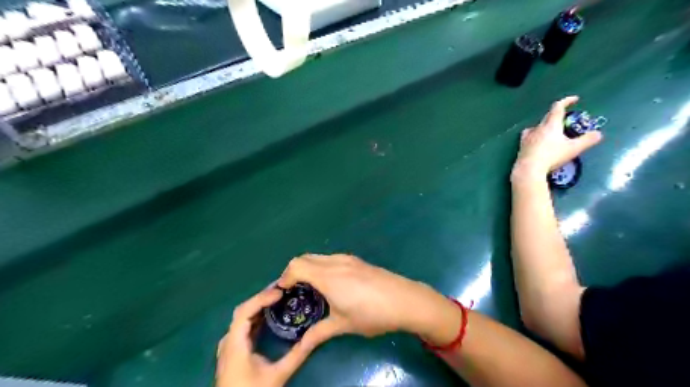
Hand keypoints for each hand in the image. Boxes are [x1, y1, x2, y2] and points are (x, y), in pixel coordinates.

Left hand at [215, 287, 337, 386]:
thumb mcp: (277, 375)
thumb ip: (297, 355)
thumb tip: (315, 336)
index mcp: (235, 344)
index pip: (244, 311)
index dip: (262, 298)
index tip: (281, 292)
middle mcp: (229, 340)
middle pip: (243, 310)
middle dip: (263, 297)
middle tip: (283, 289)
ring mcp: (229, 345)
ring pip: (243, 316)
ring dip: (260, 305)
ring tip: (280, 297)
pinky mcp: (233, 349)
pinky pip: (244, 324)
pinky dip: (257, 315)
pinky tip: (270, 313)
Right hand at [278, 254, 459, 344]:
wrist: (405, 300)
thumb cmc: (372, 314)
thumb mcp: (343, 325)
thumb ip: (317, 334)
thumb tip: (299, 346)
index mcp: (328, 276)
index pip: (296, 266)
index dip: (284, 277)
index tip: (282, 293)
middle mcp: (335, 262)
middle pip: (304, 258)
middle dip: (293, 271)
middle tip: (293, 291)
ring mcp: (348, 259)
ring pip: (318, 256)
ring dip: (308, 268)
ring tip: (311, 289)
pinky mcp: (357, 261)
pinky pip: (330, 258)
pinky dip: (321, 267)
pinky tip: (331, 284)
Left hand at [511, 96, 604, 181]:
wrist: (529, 168)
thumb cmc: (552, 156)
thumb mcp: (573, 149)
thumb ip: (587, 140)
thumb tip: (598, 134)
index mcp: (551, 125)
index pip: (558, 107)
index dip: (566, 101)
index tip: (575, 99)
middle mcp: (538, 128)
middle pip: (547, 116)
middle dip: (557, 114)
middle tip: (566, 119)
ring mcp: (527, 136)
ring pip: (537, 126)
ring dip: (545, 125)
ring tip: (551, 131)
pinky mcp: (521, 145)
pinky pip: (528, 135)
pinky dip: (535, 135)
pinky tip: (536, 140)